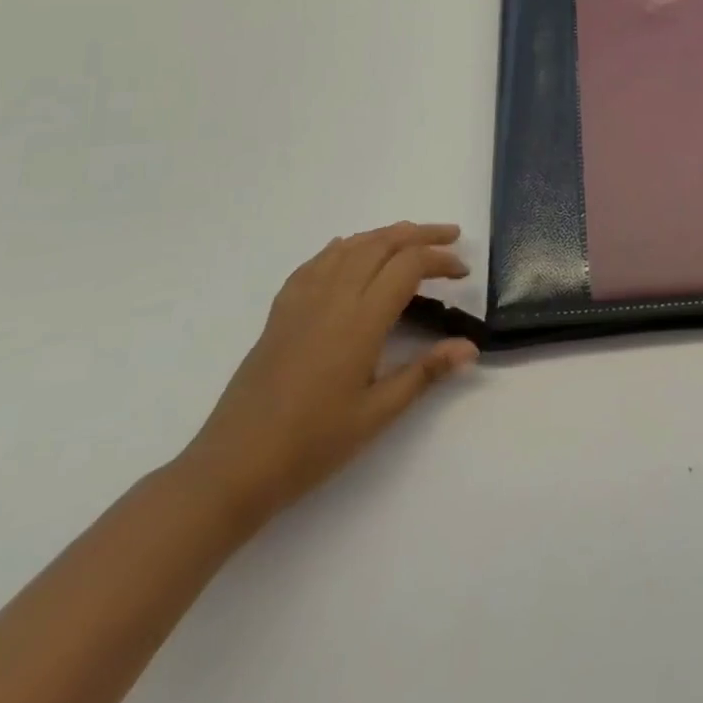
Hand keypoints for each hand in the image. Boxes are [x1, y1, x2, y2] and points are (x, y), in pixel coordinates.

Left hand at [178, 222, 478, 524]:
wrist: (233, 467)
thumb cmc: (312, 444)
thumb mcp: (378, 413)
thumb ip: (426, 372)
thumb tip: (470, 347)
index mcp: (361, 320)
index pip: (408, 266)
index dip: (440, 260)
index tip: (463, 273)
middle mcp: (333, 298)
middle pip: (382, 244)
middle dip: (420, 234)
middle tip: (450, 237)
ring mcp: (302, 301)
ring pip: (350, 247)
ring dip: (385, 235)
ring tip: (411, 238)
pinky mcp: (281, 312)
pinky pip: (316, 263)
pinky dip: (344, 248)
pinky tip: (349, 252)